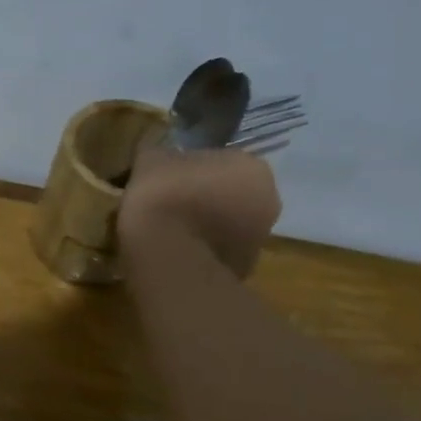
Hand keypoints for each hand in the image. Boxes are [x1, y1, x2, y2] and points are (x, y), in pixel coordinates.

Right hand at [117, 139, 280, 277]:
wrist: (169, 255)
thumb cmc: (164, 195)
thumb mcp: (150, 159)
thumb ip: (162, 154)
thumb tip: (161, 157)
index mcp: (252, 165)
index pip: (219, 160)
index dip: (190, 168)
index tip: (166, 177)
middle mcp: (269, 198)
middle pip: (229, 191)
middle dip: (204, 195)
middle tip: (168, 201)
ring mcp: (260, 236)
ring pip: (227, 221)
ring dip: (204, 222)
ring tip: (168, 227)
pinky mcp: (246, 266)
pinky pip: (219, 248)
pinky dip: (201, 247)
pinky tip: (174, 248)